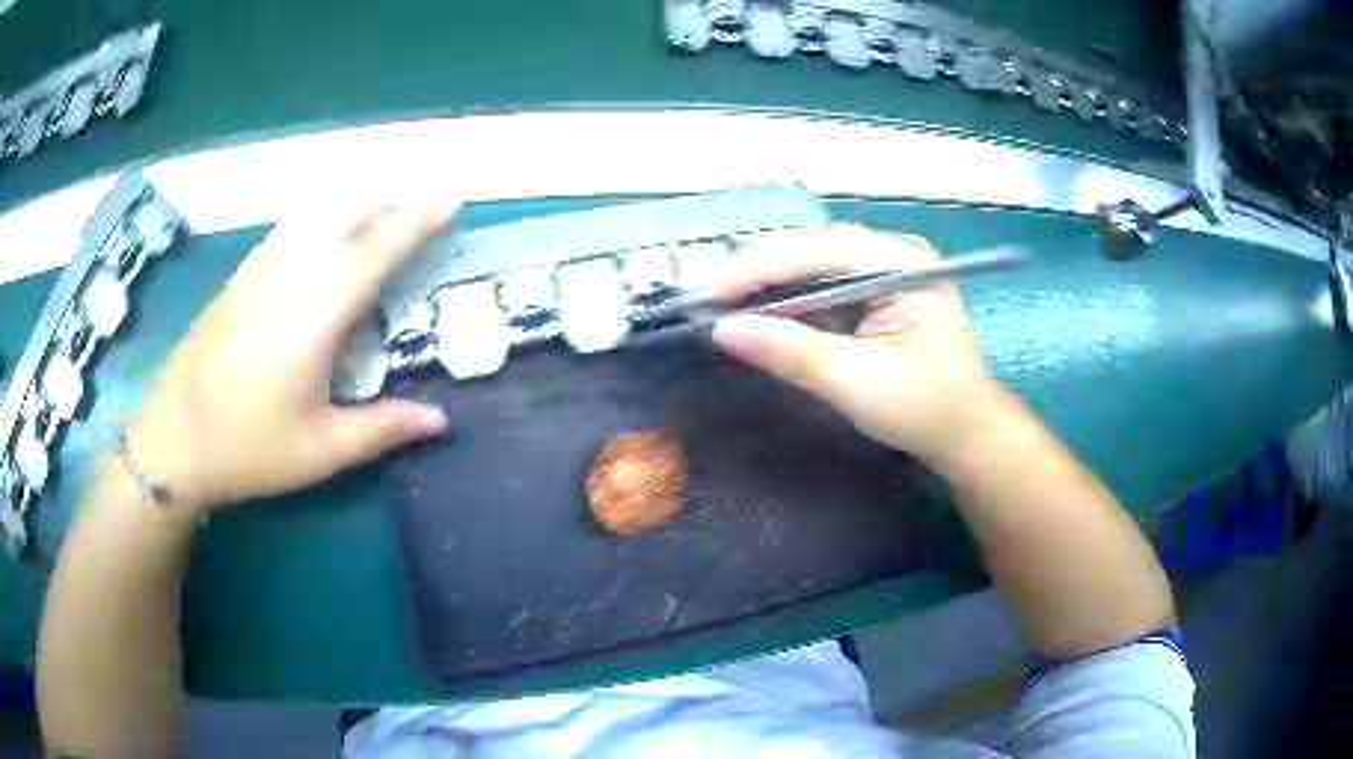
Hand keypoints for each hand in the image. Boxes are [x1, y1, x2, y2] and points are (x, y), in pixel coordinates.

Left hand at [125, 207, 452, 510]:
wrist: (172, 439)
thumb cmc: (247, 448)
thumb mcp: (320, 451)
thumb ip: (382, 429)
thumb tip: (440, 419)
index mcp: (315, 312)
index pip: (376, 248)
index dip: (417, 221)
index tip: (451, 202)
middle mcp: (289, 274)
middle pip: (348, 215)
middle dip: (392, 202)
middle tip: (425, 204)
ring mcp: (259, 269)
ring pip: (316, 213)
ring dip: (357, 203)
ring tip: (385, 207)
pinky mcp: (239, 276)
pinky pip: (290, 227)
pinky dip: (321, 216)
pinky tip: (324, 229)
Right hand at [711, 224, 1002, 465]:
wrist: (964, 434)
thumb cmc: (925, 410)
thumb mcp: (858, 384)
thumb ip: (793, 353)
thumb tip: (723, 331)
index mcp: (904, 263)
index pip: (821, 249)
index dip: (759, 267)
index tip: (709, 293)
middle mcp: (892, 253)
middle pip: (812, 246)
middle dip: (755, 269)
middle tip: (704, 297)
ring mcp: (883, 269)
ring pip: (810, 260)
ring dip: (764, 279)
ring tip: (719, 300)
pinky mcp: (872, 290)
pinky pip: (819, 281)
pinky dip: (783, 295)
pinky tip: (755, 307)